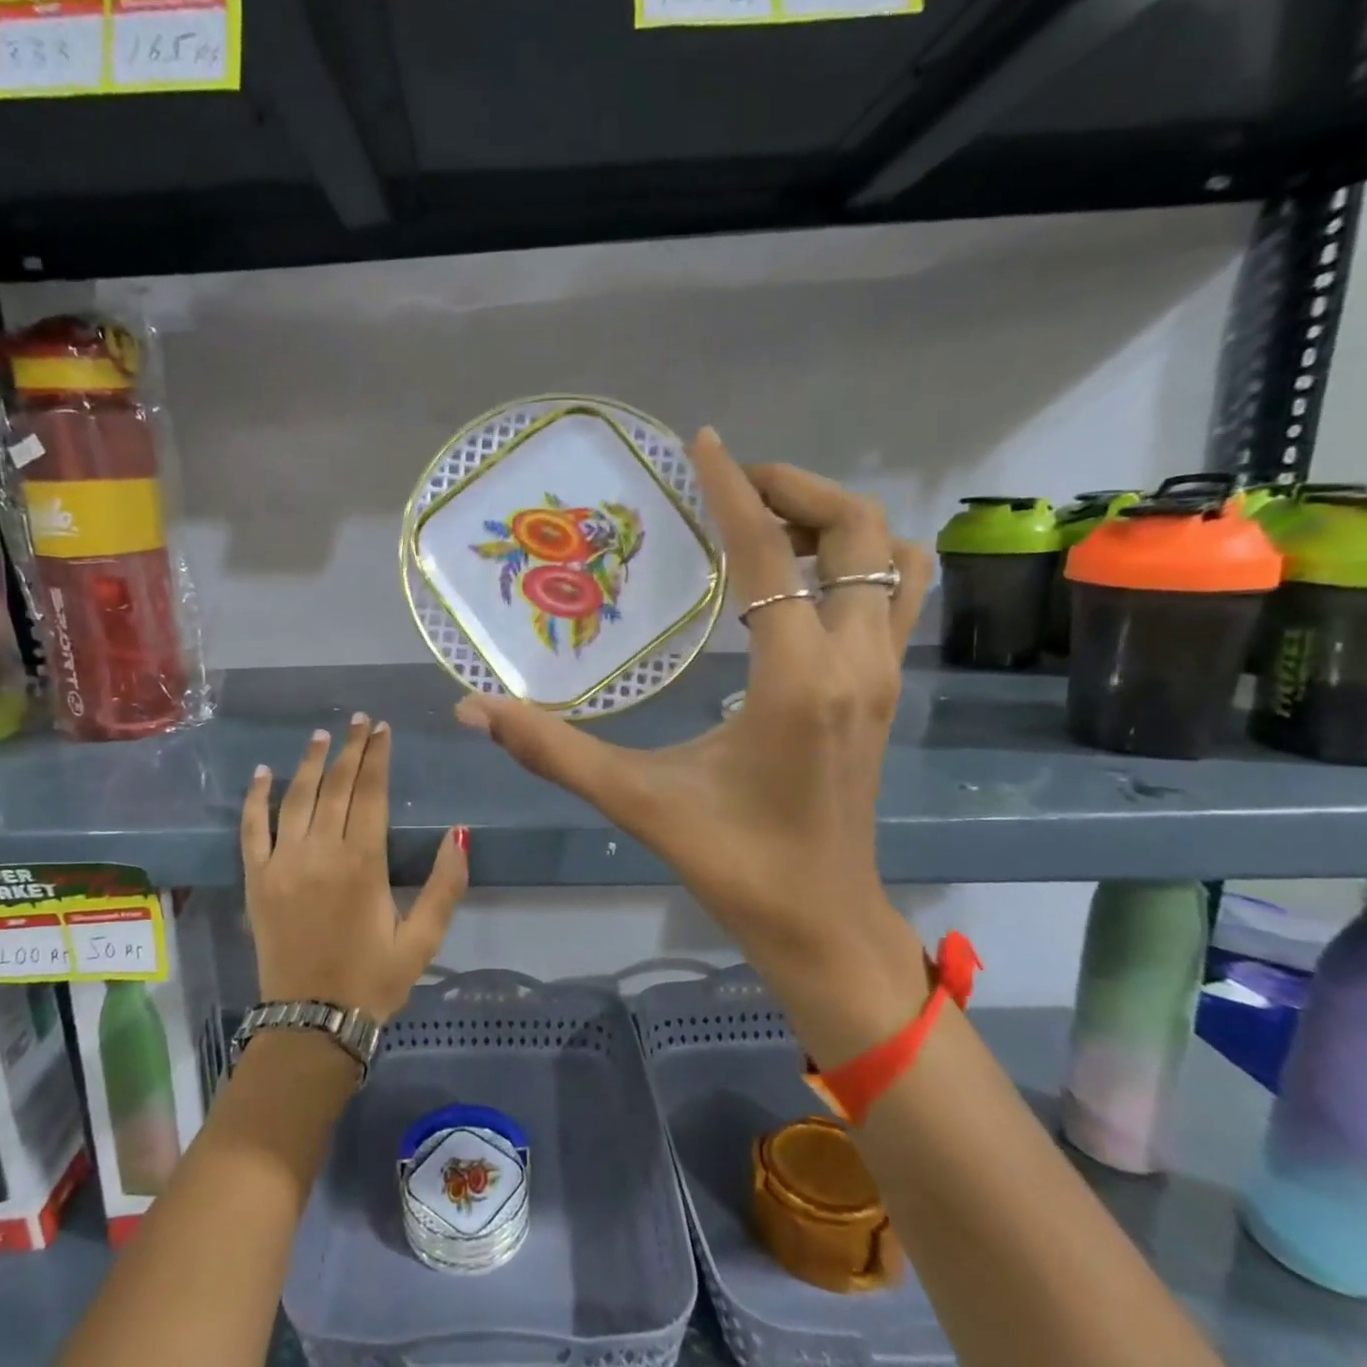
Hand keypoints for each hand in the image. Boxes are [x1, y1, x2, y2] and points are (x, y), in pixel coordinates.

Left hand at [241, 714, 468, 1023]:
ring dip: (310, 763)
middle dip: (350, 749)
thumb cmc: (373, 979)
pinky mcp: (257, 879)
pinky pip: (252, 829)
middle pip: (336, 786)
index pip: (370, 793)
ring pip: (296, 798)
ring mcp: (282, 863)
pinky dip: (255, 798)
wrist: (312, 1022)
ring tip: (322, 735)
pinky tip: (263, 773)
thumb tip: (458, 833)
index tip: (382, 729)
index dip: (377, 757)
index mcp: (362, 862)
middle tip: (359, 721)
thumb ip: (445, 885)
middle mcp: (319, 852)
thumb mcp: (422, 939)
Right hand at [455, 429, 930, 1052]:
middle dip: (800, 489)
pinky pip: (895, 596)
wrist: (822, 923)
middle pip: (862, 532)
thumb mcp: (637, 801)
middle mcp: (855, 662)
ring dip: (840, 523)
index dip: (735, 489)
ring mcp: (883, 676)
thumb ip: (552, 750)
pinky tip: (799, 583)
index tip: (704, 444)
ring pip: (894, 559)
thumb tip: (472, 710)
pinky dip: (860, 563)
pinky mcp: (887, 692)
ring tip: (771, 525)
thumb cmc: (734, 862)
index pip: (770, 555)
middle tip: (735, 488)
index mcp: (798, 680)